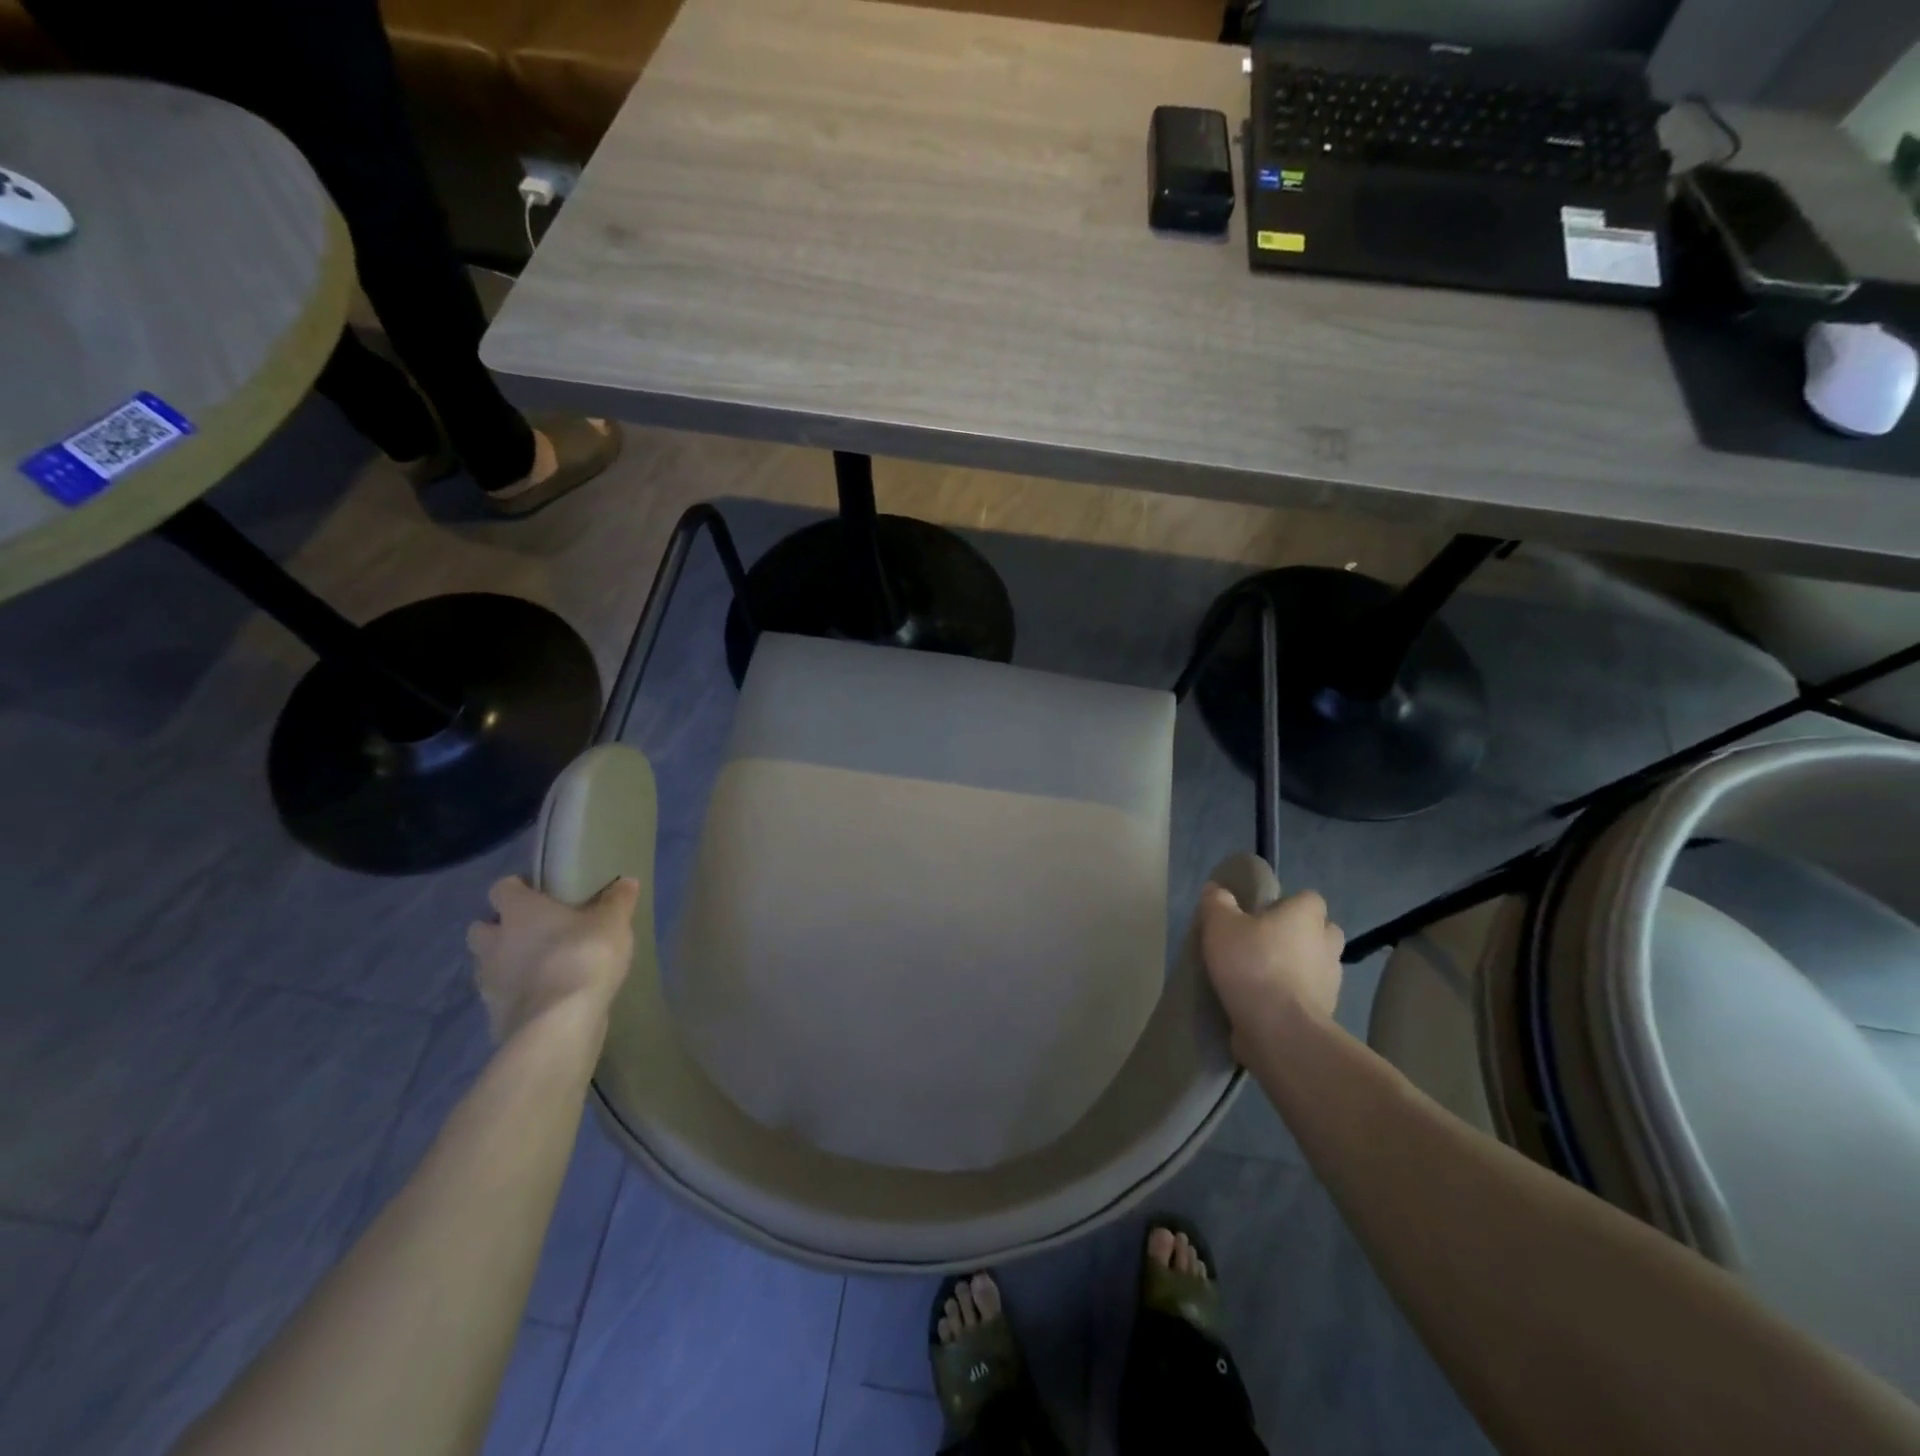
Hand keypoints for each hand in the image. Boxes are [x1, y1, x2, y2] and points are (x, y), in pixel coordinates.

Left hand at [466, 876, 639, 1042]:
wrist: (559, 1024)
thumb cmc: (583, 956)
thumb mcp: (613, 922)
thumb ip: (618, 901)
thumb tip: (626, 881)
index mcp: (518, 911)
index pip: (502, 888)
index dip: (519, 890)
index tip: (541, 894)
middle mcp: (494, 943)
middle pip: (482, 928)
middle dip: (501, 929)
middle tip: (536, 932)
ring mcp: (488, 982)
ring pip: (487, 965)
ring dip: (507, 964)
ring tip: (542, 968)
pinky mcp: (493, 1017)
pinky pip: (502, 999)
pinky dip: (517, 997)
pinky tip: (545, 999)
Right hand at [1197, 884, 1344, 1055]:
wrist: (1280, 1031)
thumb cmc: (1253, 966)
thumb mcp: (1220, 925)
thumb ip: (1217, 902)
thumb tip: (1215, 889)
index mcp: (1306, 916)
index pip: (1308, 899)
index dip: (1287, 903)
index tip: (1261, 914)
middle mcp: (1326, 944)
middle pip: (1320, 931)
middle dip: (1299, 935)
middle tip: (1264, 942)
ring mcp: (1331, 982)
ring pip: (1316, 965)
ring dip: (1297, 968)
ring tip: (1261, 976)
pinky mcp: (1326, 1014)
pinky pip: (1309, 996)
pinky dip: (1293, 997)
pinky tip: (1265, 1003)